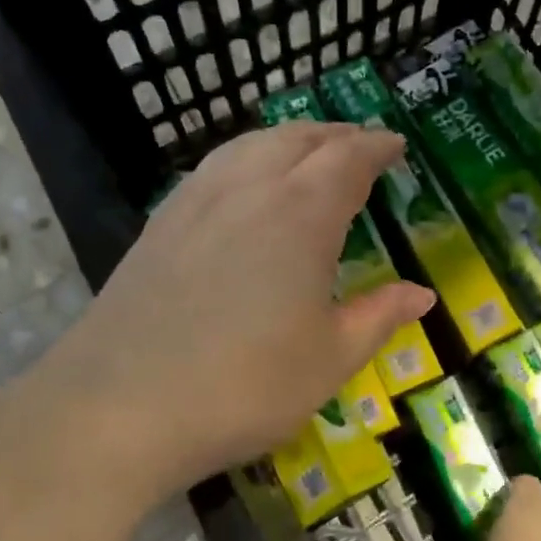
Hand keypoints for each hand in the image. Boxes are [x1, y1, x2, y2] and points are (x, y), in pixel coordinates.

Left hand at [43, 123, 434, 499]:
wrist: (119, 406)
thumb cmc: (243, 386)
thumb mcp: (329, 360)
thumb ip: (378, 317)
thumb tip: (421, 294)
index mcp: (302, 213)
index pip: (348, 158)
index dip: (376, 147)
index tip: (396, 146)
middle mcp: (251, 187)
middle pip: (300, 138)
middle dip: (337, 135)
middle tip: (361, 145)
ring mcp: (198, 199)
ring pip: (253, 143)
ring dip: (291, 138)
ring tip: (309, 151)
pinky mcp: (162, 219)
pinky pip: (217, 164)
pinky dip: (248, 155)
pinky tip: (246, 181)